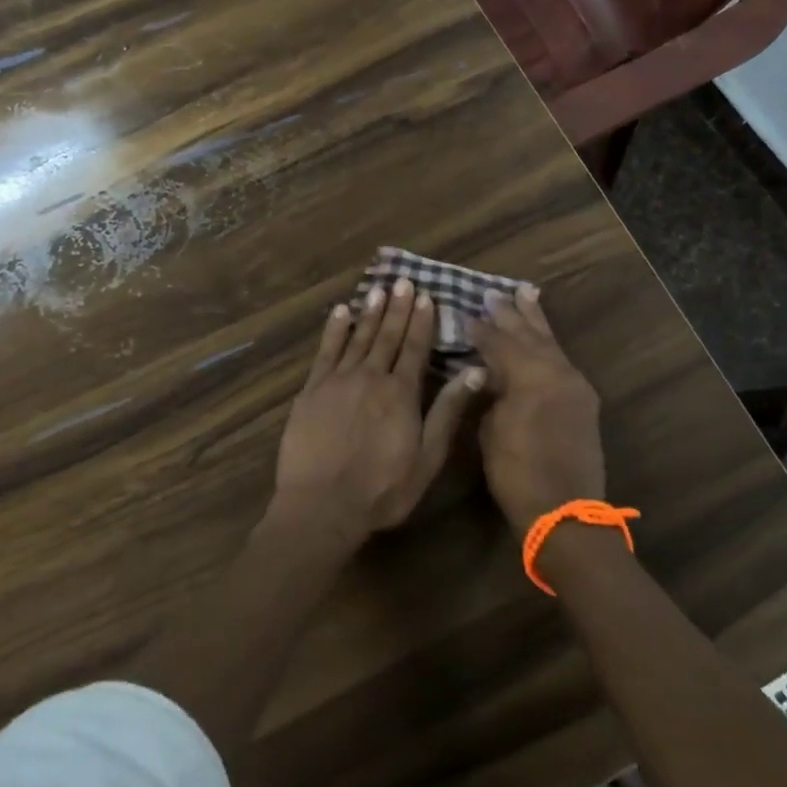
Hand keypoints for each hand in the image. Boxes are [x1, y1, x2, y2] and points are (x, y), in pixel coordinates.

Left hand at [270, 279, 482, 548]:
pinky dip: (334, 330)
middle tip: (403, 281)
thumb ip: (447, 412)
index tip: (426, 297)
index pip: (415, 349)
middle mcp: (371, 377)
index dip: (421, 322)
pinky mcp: (312, 390)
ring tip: (378, 289)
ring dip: (370, 312)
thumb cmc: (382, 489)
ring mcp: (338, 381)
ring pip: (358, 338)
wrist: (322, 504)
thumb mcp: (427, 457)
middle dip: (397, 308)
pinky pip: (326, 351)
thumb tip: (473, 372)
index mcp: (401, 393)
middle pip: (387, 336)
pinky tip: (341, 312)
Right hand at [470, 285, 604, 531]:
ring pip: (550, 342)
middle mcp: (557, 372)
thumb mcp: (491, 430)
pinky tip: (542, 336)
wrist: (565, 511)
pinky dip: (548, 343)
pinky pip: (561, 359)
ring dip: (535, 320)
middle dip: (510, 313)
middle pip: (529, 334)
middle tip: (494, 292)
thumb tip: (490, 374)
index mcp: (530, 376)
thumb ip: (491, 394)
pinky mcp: (583, 399)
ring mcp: (574, 384)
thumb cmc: (517, 474)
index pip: (500, 342)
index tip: (466, 312)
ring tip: (525, 294)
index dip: (481, 329)